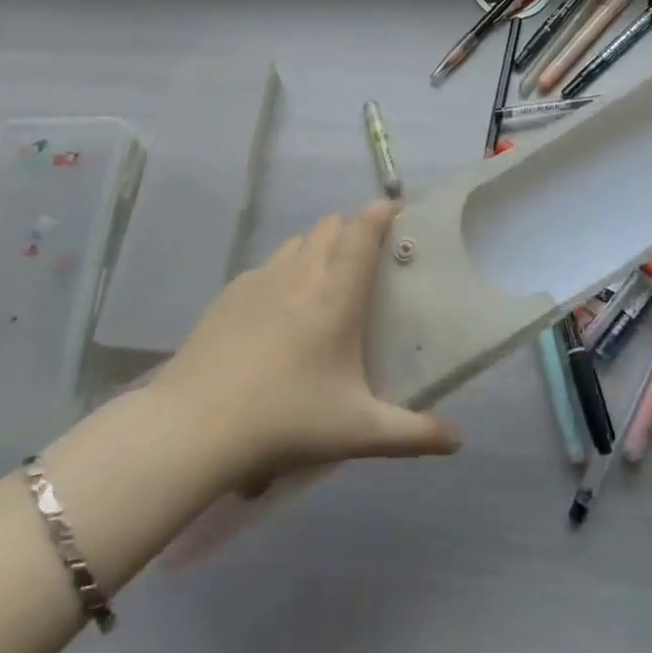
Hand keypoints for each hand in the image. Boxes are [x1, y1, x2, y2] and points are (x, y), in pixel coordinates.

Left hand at [155, 201, 460, 491]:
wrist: (193, 426)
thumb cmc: (286, 419)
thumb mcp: (358, 432)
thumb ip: (413, 435)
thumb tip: (458, 440)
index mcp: (337, 292)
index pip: (363, 229)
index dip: (382, 211)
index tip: (398, 211)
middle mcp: (301, 272)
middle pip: (331, 226)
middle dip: (352, 231)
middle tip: (368, 262)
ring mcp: (261, 279)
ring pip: (298, 242)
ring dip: (318, 248)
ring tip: (325, 285)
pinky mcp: (230, 294)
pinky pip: (268, 267)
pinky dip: (284, 272)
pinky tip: (280, 313)